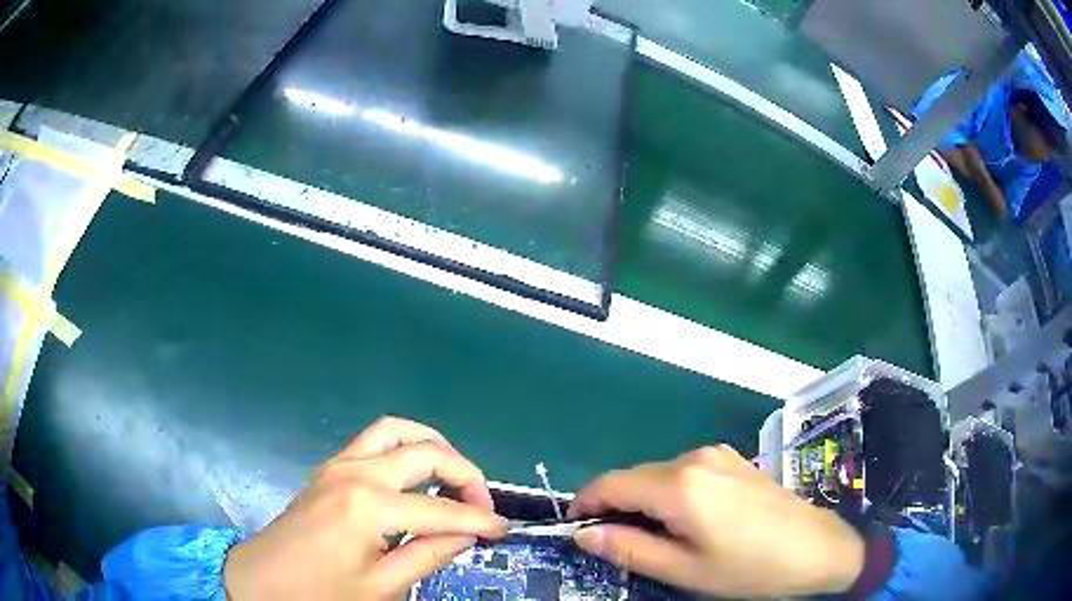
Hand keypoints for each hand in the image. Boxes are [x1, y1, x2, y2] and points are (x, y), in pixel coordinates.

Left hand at [223, 417, 506, 600]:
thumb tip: (466, 536)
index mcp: (370, 507)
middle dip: (465, 475)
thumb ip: (428, 555)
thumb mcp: (381, 586)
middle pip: (426, 453)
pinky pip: (374, 440)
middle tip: (482, 505)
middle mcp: (357, 473)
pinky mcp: (329, 467)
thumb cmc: (320, 591)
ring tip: (454, 474)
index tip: (504, 530)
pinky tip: (414, 475)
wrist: (263, 579)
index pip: (441, 509)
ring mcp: (339, 464)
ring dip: (433, 445)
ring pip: (396, 430)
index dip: (479, 520)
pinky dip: (404, 447)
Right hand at [568, 445, 864, 598]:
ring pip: (660, 474)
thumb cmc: (749, 568)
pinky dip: (671, 493)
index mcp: (680, 485)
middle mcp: (695, 458)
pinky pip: (686, 472)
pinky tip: (688, 520)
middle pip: (636, 476)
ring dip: (645, 501)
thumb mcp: (684, 570)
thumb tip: (585, 534)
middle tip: (616, 543)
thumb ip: (629, 549)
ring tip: (655, 537)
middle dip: (616, 505)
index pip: (612, 483)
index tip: (575, 527)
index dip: (587, 503)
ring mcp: (719, 455)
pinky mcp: (734, 460)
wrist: (817, 547)